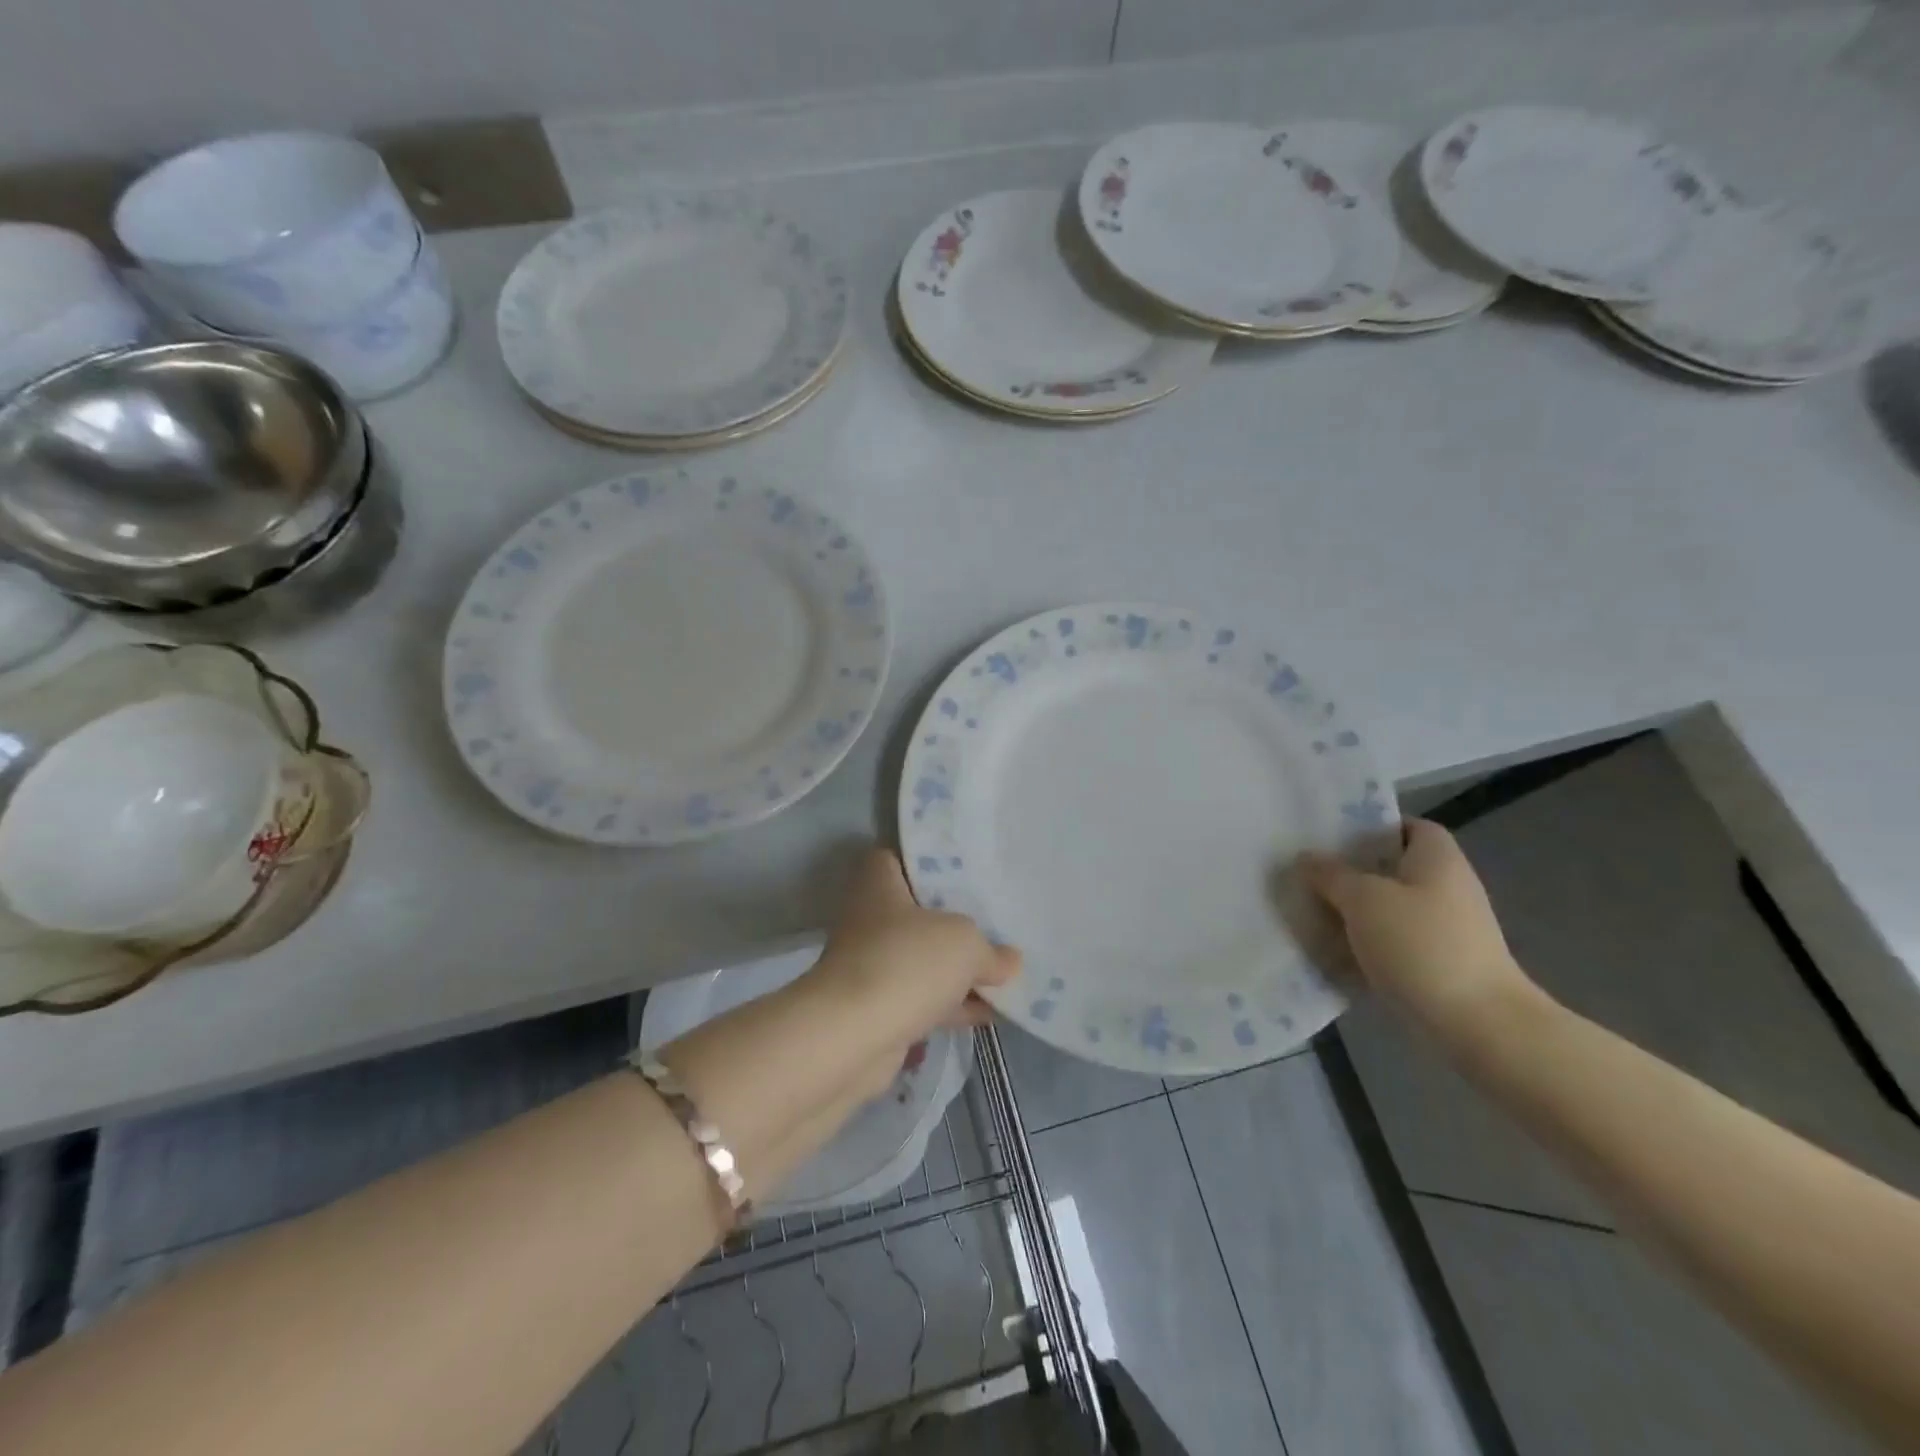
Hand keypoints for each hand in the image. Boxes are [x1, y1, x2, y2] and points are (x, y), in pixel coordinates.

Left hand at [804, 850, 1020, 1100]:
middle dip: (956, 921)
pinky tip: (993, 1012)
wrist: (853, 1037)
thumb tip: (1008, 961)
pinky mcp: (881, 1009)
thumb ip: (990, 950)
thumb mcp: (964, 943)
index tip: (965, 870)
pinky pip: (925, 999)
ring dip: (959, 969)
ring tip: (1006, 969)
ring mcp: (875, 967)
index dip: (929, 862)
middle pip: (918, 912)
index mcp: (879, 885)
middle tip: (997, 920)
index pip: (898, 859)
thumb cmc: (906, 963)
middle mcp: (871, 921)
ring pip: (924, 959)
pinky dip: (954, 1005)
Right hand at [1301, 819, 1535, 1041]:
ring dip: (1353, 911)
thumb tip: (1306, 858)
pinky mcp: (1439, 963)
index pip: (1405, 826)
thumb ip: (1330, 874)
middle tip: (1307, 874)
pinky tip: (1332, 951)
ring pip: (1388, 907)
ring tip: (1309, 911)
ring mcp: (1446, 928)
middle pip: (1392, 867)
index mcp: (1438, 858)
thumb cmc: (1421, 944)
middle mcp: (1447, 886)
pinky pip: (1394, 941)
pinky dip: (1366, 944)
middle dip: (1350, 872)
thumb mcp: (1363, 899)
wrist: (1478, 1024)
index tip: (1330, 838)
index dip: (1370, 827)